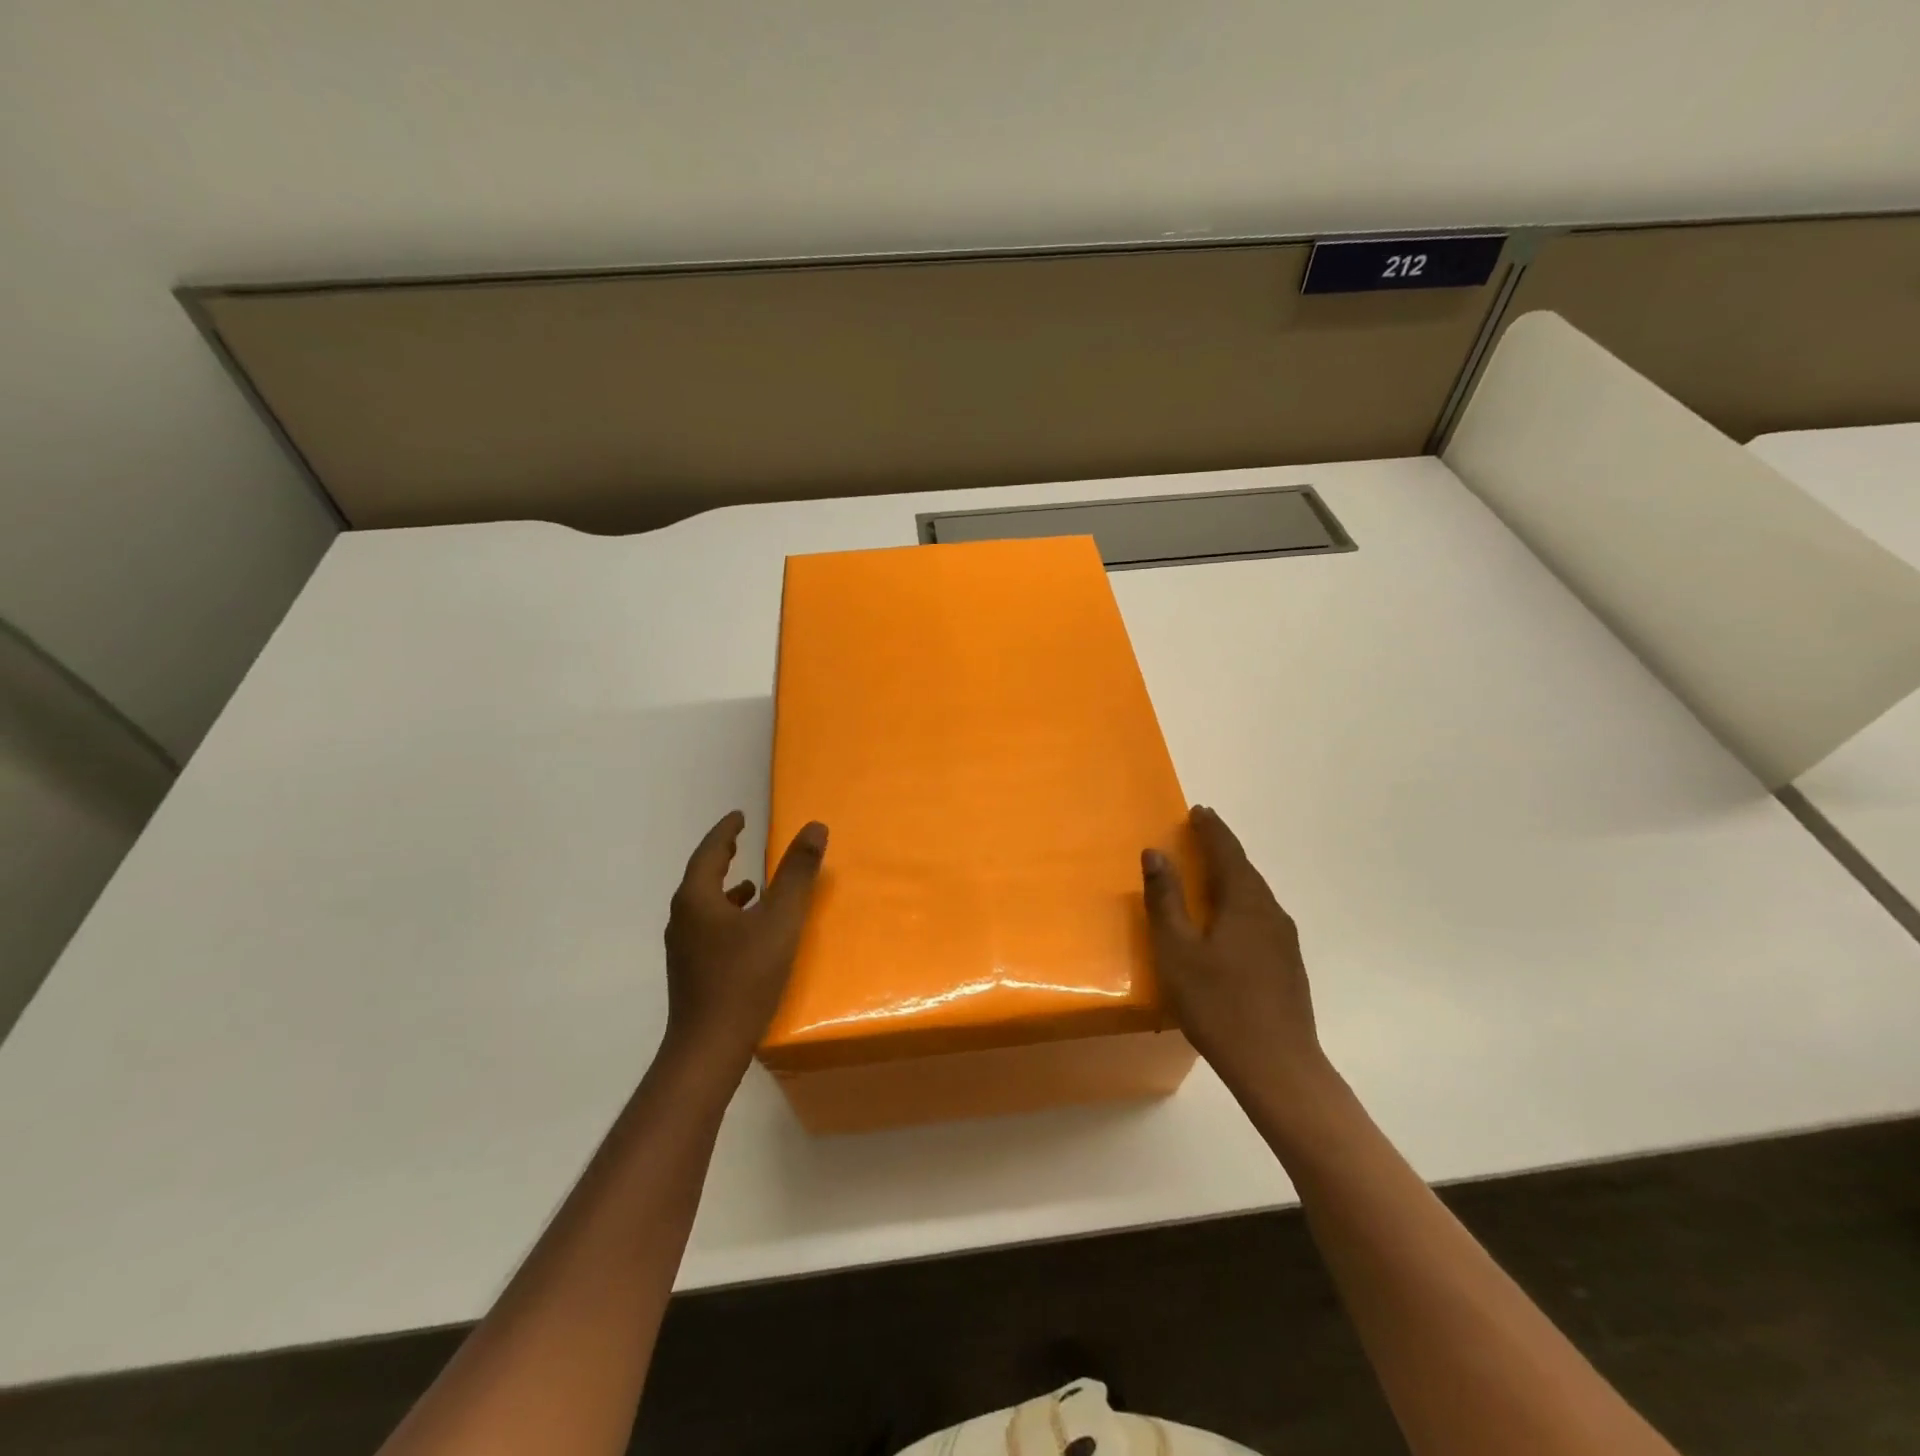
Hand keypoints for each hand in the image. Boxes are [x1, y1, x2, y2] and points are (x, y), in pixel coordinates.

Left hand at [663, 811, 827, 1076]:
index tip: (739, 816)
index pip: (709, 852)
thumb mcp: (780, 920)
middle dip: (722, 856)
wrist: (708, 1047)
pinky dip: (728, 916)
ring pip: (704, 905)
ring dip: (726, 889)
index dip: (726, 832)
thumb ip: (797, 873)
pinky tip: (750, 933)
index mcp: (697, 899)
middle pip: (702, 876)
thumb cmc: (745, 977)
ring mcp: (683, 948)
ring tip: (752, 884)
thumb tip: (814, 828)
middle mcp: (683, 918)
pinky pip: (708, 928)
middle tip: (742, 840)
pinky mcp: (691, 972)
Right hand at [1141, 805, 1326, 1095]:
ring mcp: (1284, 940)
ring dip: (1232, 875)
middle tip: (1200, 833)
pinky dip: (1240, 901)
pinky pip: (1260, 916)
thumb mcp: (1177, 951)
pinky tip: (1228, 920)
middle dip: (1222, 848)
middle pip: (1245, 869)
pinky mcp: (1288, 964)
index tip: (1198, 811)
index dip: (1211, 829)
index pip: (1227, 852)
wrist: (1277, 1067)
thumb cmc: (1218, 1004)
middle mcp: (1271, 912)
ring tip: (1210, 871)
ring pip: (1255, 894)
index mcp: (1245, 902)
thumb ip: (1165, 900)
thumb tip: (1155, 852)